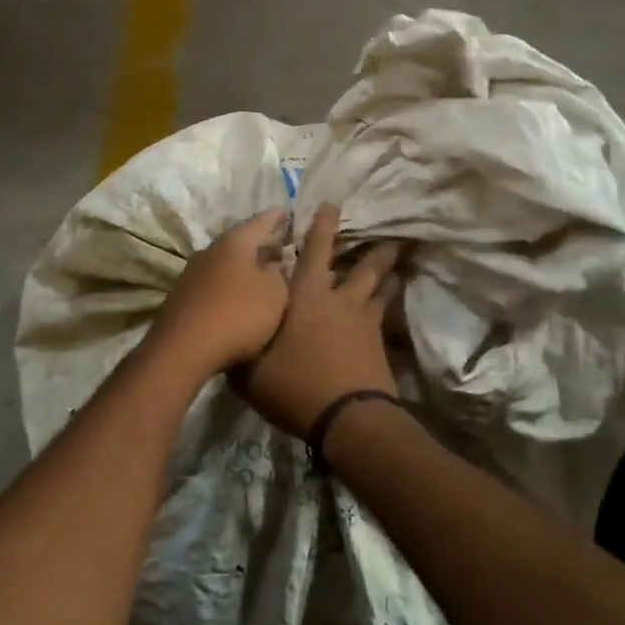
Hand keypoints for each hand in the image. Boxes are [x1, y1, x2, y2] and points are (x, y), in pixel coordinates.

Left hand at [147, 208, 292, 376]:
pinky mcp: (183, 297)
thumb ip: (279, 275)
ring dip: (242, 268)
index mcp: (235, 242)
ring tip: (261, 275)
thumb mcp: (275, 295)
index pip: (261, 222)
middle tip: (279, 247)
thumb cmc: (238, 314)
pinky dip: (228, 287)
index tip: (286, 210)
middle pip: (240, 243)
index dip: (276, 217)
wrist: (184, 349)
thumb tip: (273, 265)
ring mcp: (192, 274)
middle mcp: (210, 250)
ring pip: (225, 264)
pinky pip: (213, 284)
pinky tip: (237, 300)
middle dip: (259, 245)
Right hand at [237, 204, 401, 438]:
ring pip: (379, 287)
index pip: (315, 251)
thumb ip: (240, 350)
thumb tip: (227, 338)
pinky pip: (386, 316)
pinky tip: (394, 305)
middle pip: (363, 267)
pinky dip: (390, 305)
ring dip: (388, 274)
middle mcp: (338, 300)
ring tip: (397, 265)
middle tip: (388, 236)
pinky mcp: (378, 344)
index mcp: (305, 297)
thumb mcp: (250, 373)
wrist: (347, 419)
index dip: (323, 226)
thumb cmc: (294, 386)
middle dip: (374, 249)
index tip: (332, 206)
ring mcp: (363, 321)